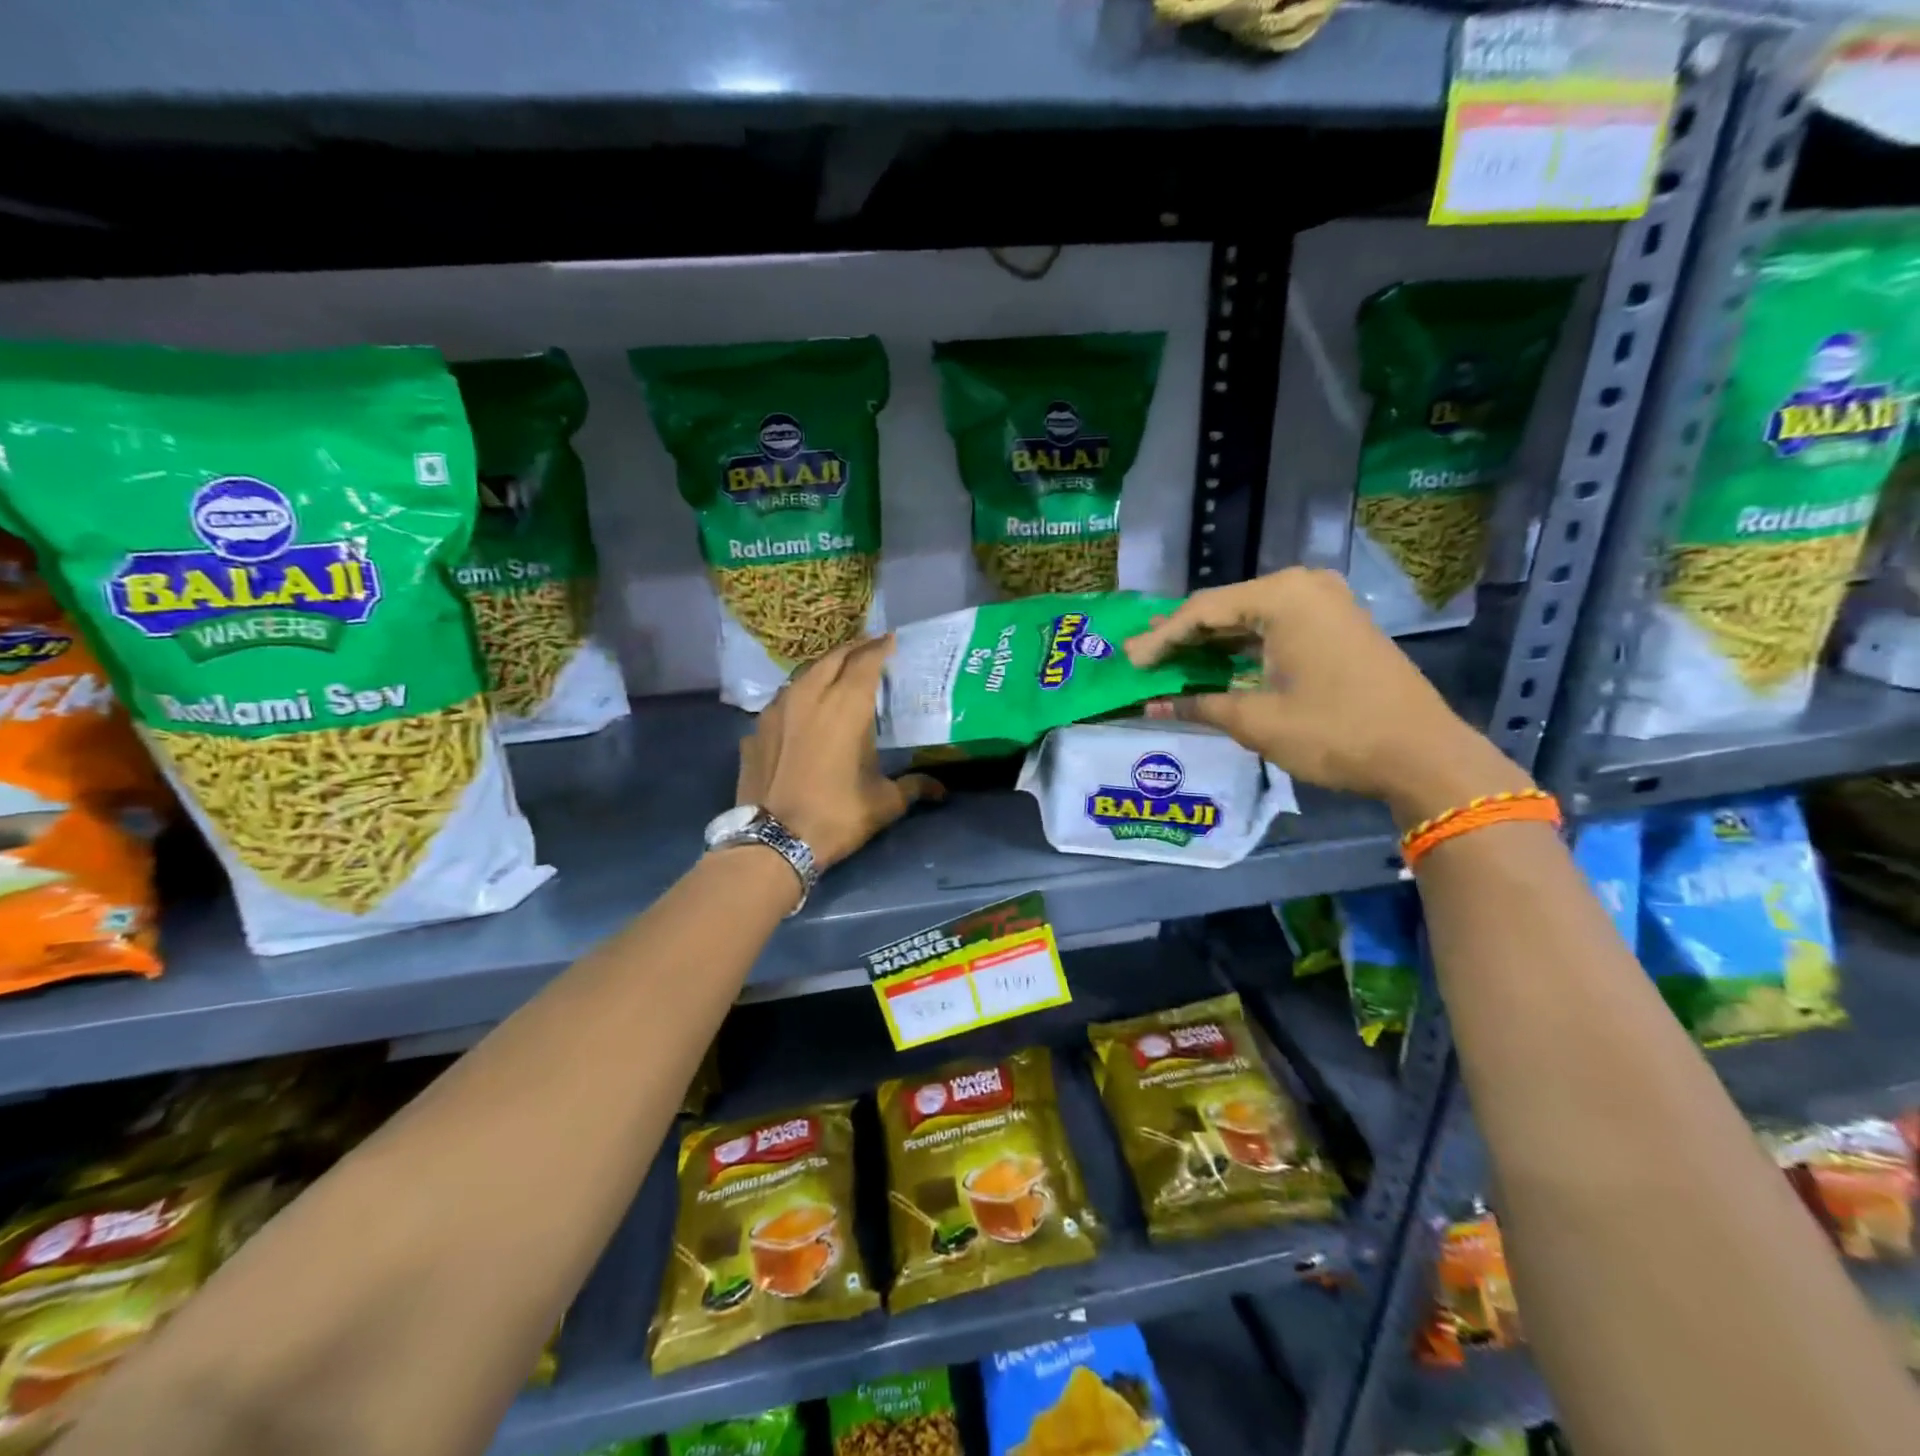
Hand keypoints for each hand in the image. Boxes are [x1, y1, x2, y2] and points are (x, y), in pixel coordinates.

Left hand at [735, 636, 943, 871]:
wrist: (773, 841)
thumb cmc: (836, 815)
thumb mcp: (884, 803)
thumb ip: (913, 787)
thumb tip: (940, 789)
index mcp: (846, 706)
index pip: (866, 661)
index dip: (880, 647)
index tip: (891, 640)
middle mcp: (810, 696)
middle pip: (833, 657)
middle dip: (853, 649)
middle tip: (869, 649)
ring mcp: (777, 709)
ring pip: (803, 674)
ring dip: (824, 667)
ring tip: (838, 672)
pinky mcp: (756, 728)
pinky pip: (783, 698)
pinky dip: (799, 693)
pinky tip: (805, 707)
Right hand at [1124, 568, 1530, 824]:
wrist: (1423, 754)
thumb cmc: (1334, 732)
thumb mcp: (1256, 720)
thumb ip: (1198, 705)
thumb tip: (1151, 707)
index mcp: (1283, 596)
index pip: (1202, 611)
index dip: (1161, 639)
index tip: (1129, 662)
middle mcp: (1304, 586)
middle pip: (1225, 607)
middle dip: (1182, 636)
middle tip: (1141, 657)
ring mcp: (1325, 603)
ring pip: (1249, 617)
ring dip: (1210, 642)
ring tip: (1167, 659)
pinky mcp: (1337, 625)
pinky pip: (1275, 627)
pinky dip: (1242, 647)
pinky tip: (1214, 663)